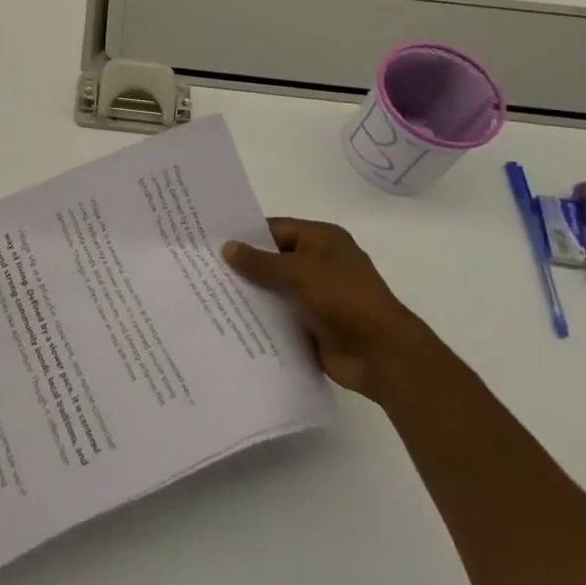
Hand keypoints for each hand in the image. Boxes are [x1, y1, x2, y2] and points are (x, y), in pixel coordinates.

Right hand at [223, 219, 425, 399]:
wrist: (381, 355)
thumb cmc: (344, 299)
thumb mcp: (299, 272)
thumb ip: (261, 262)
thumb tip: (227, 247)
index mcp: (322, 240)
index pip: (275, 229)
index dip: (246, 235)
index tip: (211, 242)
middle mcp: (319, 263)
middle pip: (273, 259)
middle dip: (244, 266)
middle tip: (203, 269)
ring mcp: (317, 295)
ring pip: (275, 289)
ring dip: (251, 293)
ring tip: (209, 295)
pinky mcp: (312, 324)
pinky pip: (280, 315)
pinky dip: (261, 317)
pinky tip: (230, 320)